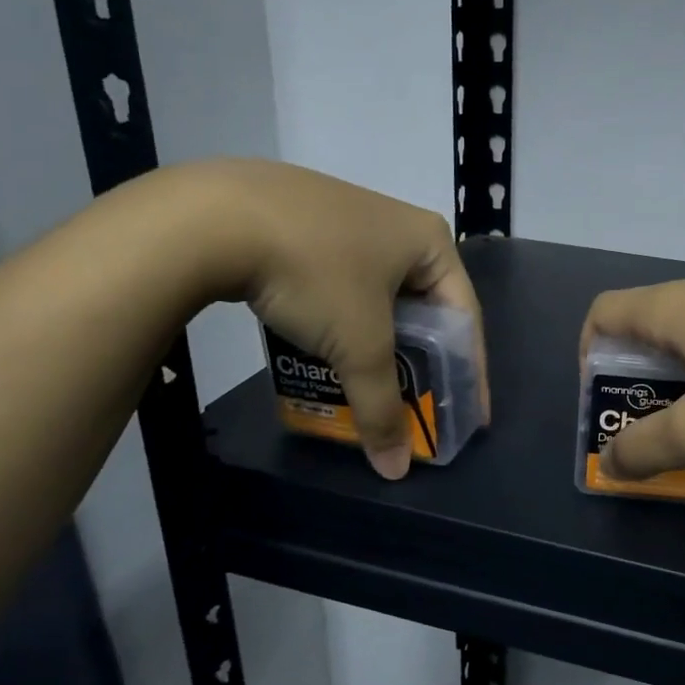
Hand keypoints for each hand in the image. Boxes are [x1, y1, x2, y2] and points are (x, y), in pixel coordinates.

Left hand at [168, 160, 487, 479]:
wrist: (214, 215)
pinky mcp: (305, 223)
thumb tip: (396, 470)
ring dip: (376, 344)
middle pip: (422, 309)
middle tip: (417, 403)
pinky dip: (340, 323)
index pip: (464, 317)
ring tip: (369, 383)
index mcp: (429, 241)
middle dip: (419, 361)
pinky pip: (340, 285)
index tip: (470, 415)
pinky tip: (324, 348)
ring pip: (377, 298)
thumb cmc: (316, 274)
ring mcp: (348, 218)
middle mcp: (397, 224)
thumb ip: (382, 407)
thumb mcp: (358, 345)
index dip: (469, 372)